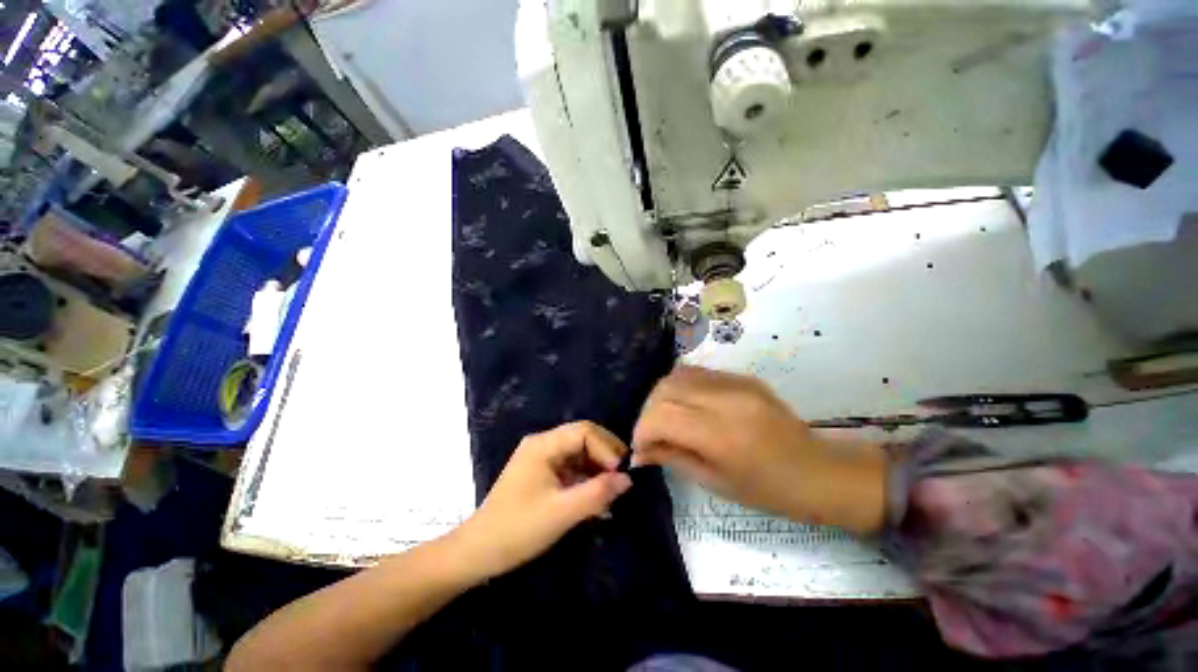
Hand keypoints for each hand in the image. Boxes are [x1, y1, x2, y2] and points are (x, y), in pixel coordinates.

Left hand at [450, 422, 632, 580]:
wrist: (478, 553)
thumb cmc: (518, 529)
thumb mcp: (562, 512)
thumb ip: (597, 493)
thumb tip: (627, 479)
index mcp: (543, 445)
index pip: (583, 432)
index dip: (606, 448)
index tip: (620, 473)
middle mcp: (542, 444)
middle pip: (582, 437)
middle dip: (605, 454)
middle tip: (623, 476)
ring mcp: (541, 458)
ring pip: (578, 452)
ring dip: (597, 468)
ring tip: (613, 489)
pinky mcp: (541, 473)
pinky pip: (570, 467)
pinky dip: (586, 478)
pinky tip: (597, 497)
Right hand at [632, 366, 886, 532]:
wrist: (819, 471)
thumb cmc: (769, 490)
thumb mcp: (715, 481)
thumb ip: (672, 458)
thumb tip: (638, 453)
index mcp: (721, 434)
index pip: (662, 416)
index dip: (642, 430)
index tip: (640, 448)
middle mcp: (725, 399)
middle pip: (665, 389)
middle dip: (648, 411)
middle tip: (651, 433)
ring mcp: (736, 382)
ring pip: (678, 375)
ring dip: (662, 396)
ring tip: (666, 418)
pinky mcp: (742, 376)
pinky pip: (698, 373)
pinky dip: (682, 387)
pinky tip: (687, 407)